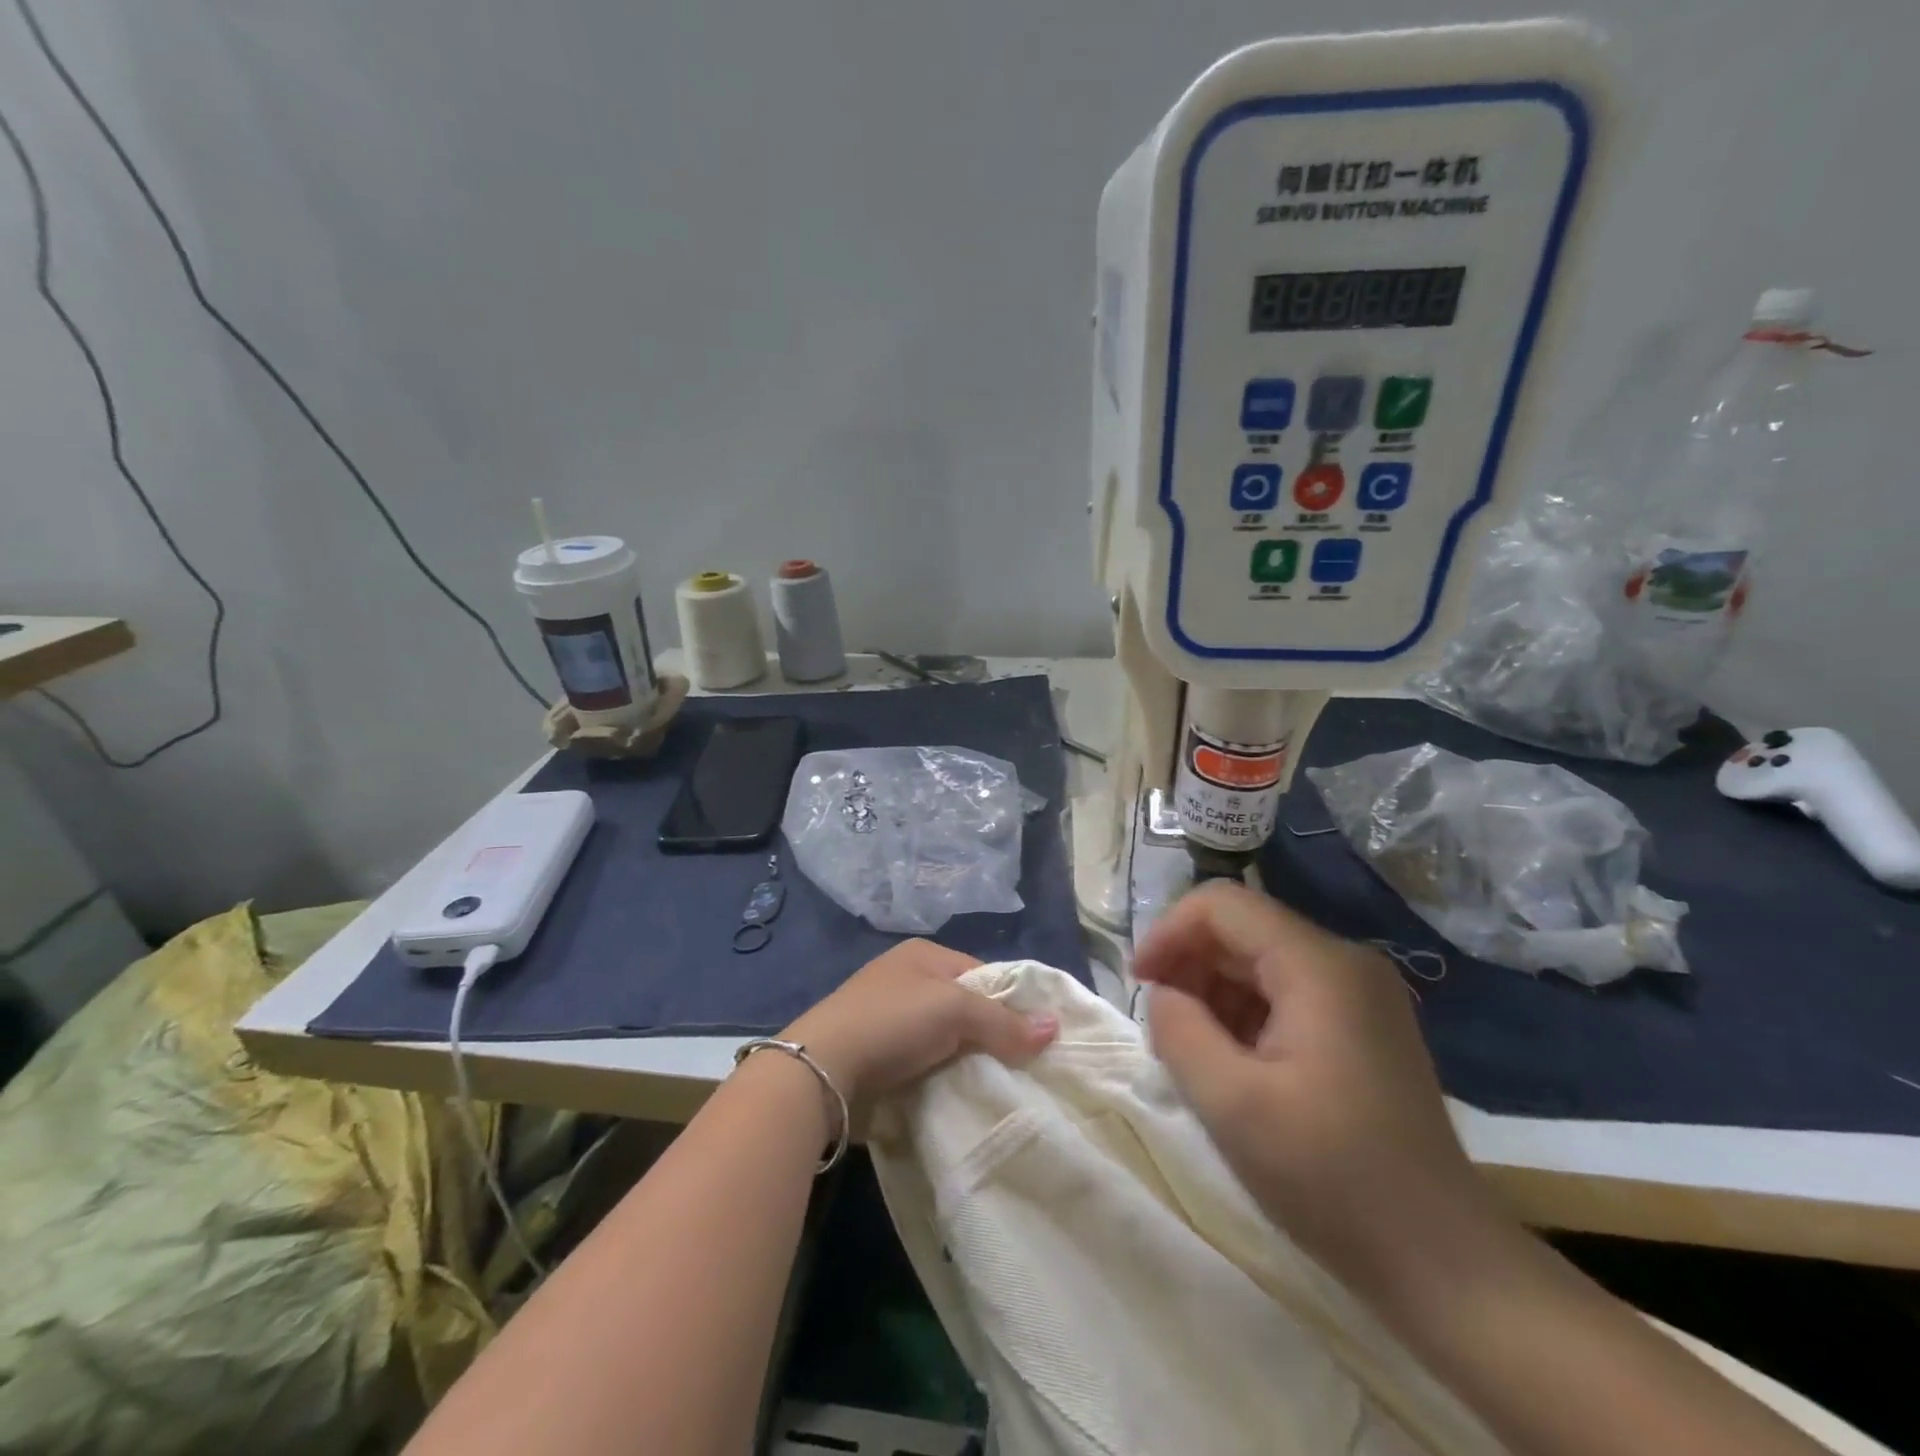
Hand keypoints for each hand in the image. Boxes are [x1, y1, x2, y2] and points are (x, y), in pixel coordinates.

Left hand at [782, 940, 1058, 1101]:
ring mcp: (889, 1017)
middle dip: (991, 1035)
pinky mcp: (879, 1054)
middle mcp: (907, 979)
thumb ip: (1004, 1020)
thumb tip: (1056, 1027)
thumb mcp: (954, 1010)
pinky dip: (943, 1076)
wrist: (822, 1069)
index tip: (1037, 1037)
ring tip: (999, 1087)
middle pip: (965, 1008)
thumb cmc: (892, 1021)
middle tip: (1024, 1067)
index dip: (1010, 1002)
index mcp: (924, 955)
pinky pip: (925, 1062)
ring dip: (967, 1060)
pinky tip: (961, 1095)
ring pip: (946, 1038)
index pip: (982, 974)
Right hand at [1136, 883, 1511, 1306]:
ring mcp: (1360, 994)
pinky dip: (1245, 1013)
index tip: (1139, 984)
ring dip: (1213, 991)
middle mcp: (1344, 962)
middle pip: (1242, 928)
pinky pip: (1286, 991)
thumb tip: (1163, 994)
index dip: (1168, 932)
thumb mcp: (1230, 1104)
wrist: (1442, 1262)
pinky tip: (1233, 1062)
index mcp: (1319, 966)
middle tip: (1160, 1022)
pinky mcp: (1363, 1025)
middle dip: (1189, 963)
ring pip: (1261, 959)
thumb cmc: (1331, 1178)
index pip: (1222, 904)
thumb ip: (1178, 1030)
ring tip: (1192, 1049)